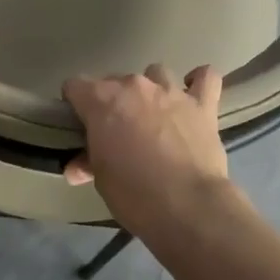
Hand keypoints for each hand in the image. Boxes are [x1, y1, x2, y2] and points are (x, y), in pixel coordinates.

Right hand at [62, 64, 234, 239]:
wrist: (187, 206)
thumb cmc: (133, 193)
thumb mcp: (101, 180)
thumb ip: (88, 162)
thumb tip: (77, 167)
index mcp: (102, 100)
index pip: (75, 86)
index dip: (74, 104)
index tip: (79, 125)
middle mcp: (135, 86)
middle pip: (114, 80)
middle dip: (111, 102)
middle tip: (116, 132)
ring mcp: (171, 92)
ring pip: (156, 73)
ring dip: (151, 90)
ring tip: (153, 115)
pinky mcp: (202, 105)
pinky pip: (205, 77)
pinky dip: (198, 80)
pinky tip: (192, 92)